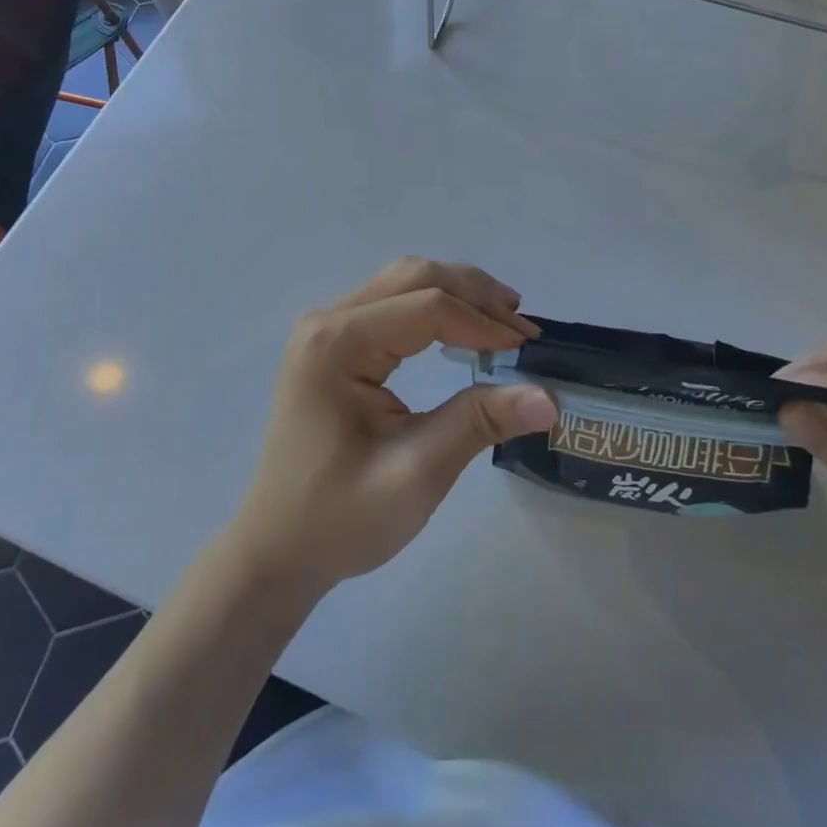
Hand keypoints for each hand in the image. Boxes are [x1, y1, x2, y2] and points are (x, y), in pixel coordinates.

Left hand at [230, 258, 556, 591]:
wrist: (278, 549)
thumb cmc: (341, 518)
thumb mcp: (417, 473)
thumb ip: (479, 423)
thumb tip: (549, 398)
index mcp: (337, 344)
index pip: (427, 307)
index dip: (484, 323)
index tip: (529, 349)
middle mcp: (327, 320)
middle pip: (415, 277)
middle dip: (475, 294)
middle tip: (523, 328)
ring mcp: (326, 327)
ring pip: (404, 281)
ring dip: (457, 293)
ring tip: (502, 319)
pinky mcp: (332, 341)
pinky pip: (392, 302)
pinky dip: (434, 305)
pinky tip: (461, 328)